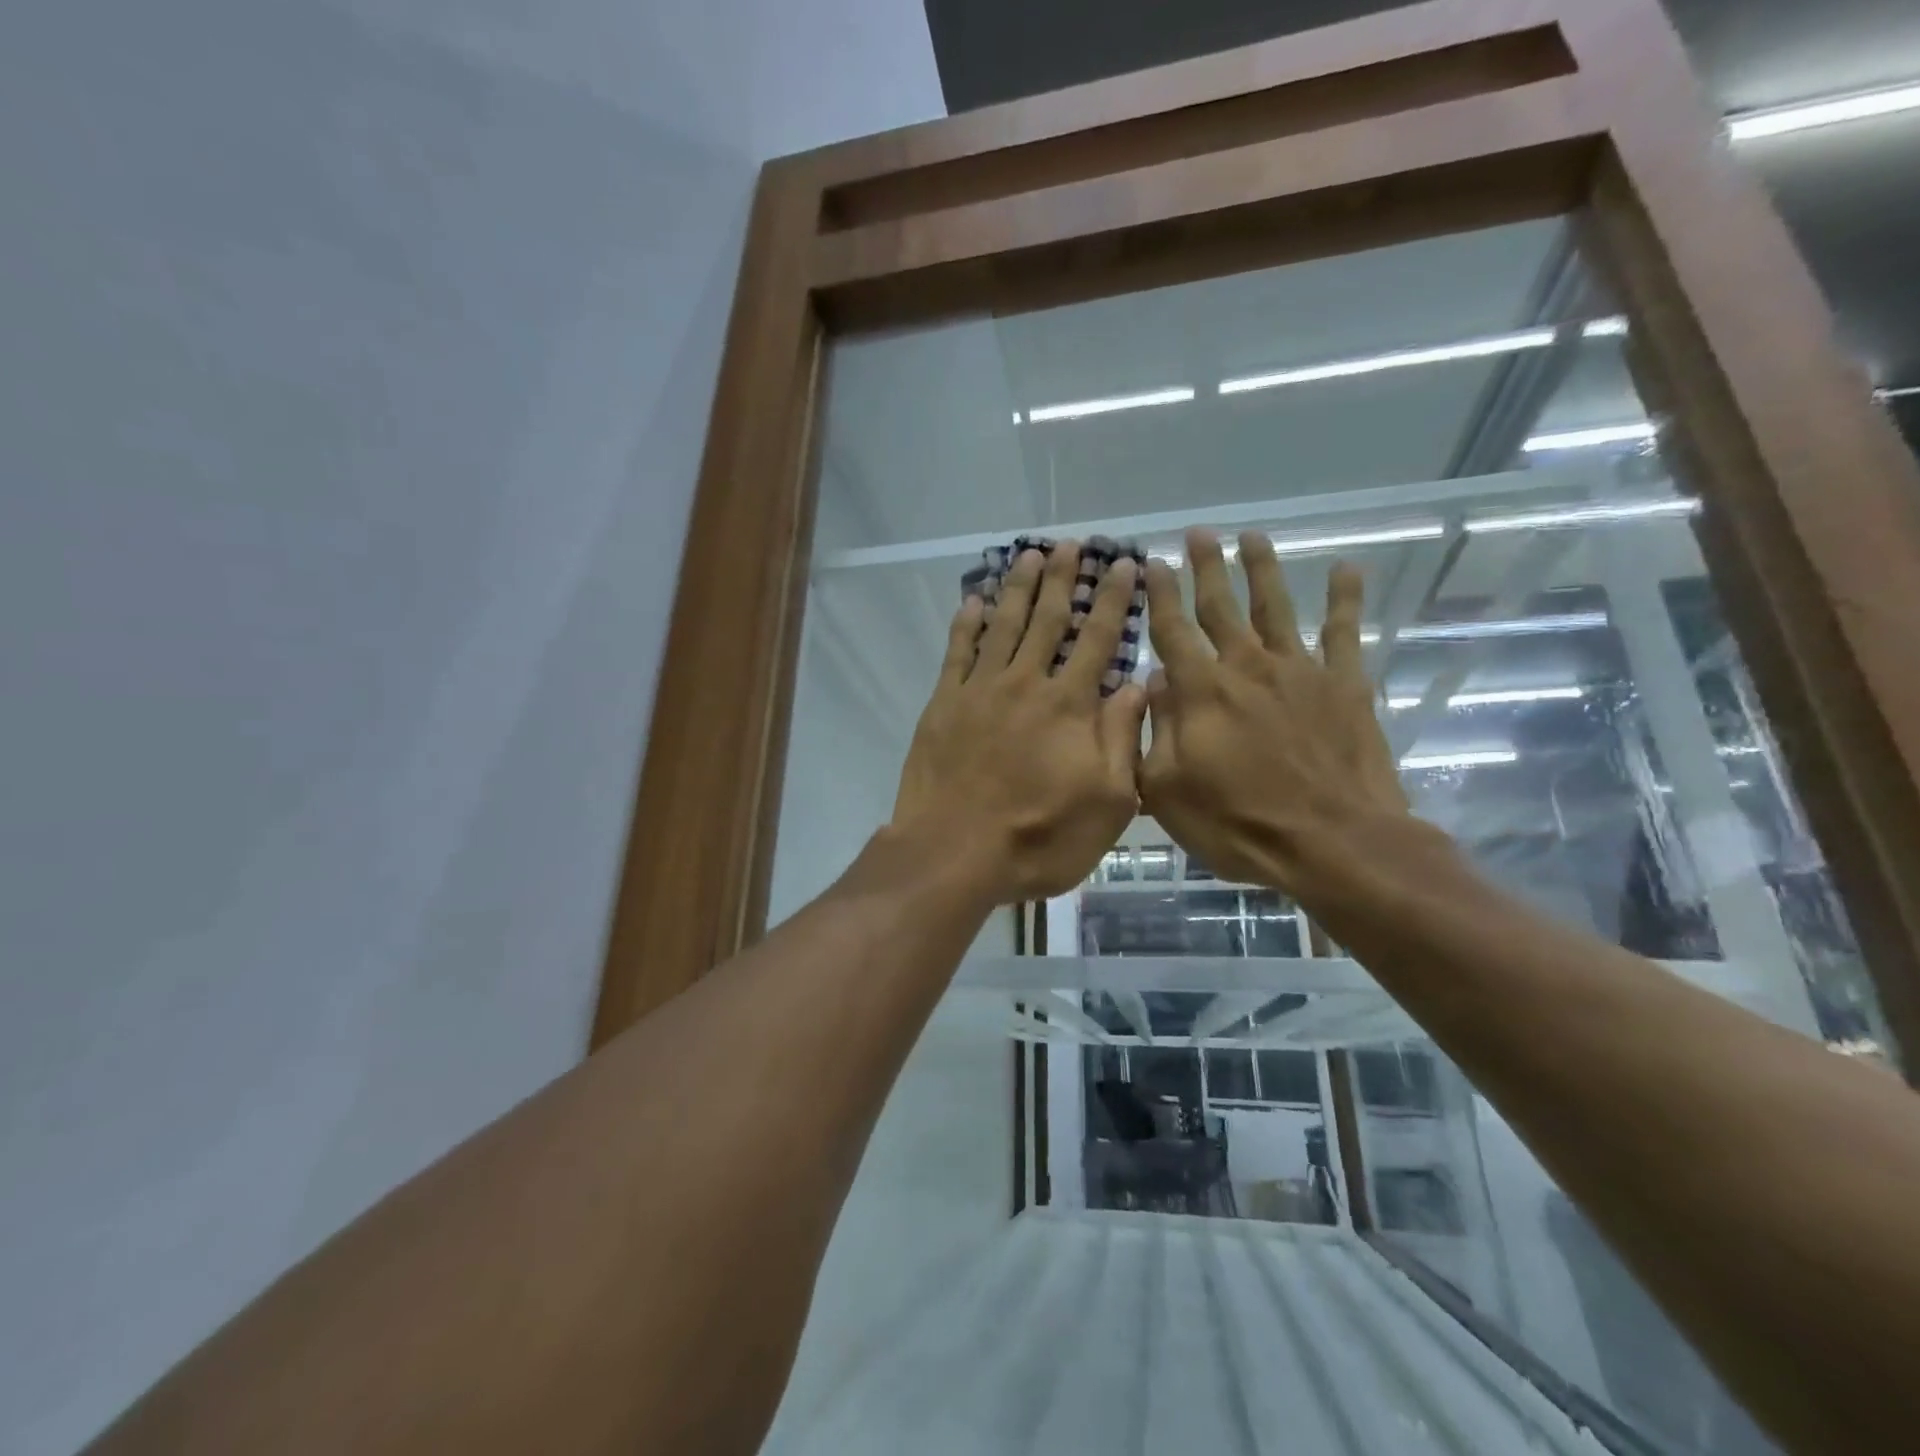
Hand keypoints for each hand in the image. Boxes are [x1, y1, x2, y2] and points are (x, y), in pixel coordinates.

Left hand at [893, 544, 1146, 903]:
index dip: (1113, 600)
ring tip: (1031, 556)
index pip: (1098, 639)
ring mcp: (980, 690)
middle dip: (1064, 579)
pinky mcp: (943, 704)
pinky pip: (957, 652)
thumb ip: (1122, 738)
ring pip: (1003, 625)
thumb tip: (1141, 684)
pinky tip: (974, 601)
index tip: (1124, 565)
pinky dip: (967, 623)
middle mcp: (1026, 684)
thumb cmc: (1039, 837)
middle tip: (1072, 544)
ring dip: (1019, 589)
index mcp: (1070, 706)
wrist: (954, 852)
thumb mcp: (1107, 802)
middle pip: (1048, 620)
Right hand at [1137, 528, 1412, 898]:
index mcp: (1202, 691)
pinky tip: (1346, 569)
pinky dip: (1346, 599)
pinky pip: (1344, 632)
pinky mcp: (1345, 685)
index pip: (1173, 630)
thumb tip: (1158, 681)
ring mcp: (1300, 672)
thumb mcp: (1167, 789)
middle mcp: (1247, 667)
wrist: (1333, 843)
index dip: (1160, 594)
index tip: (1152, 562)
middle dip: (1206, 568)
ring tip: (1253, 536)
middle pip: (1221, 607)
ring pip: (1276, 607)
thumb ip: (1157, 730)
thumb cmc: (1238, 824)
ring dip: (1262, 569)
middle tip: (1198, 533)